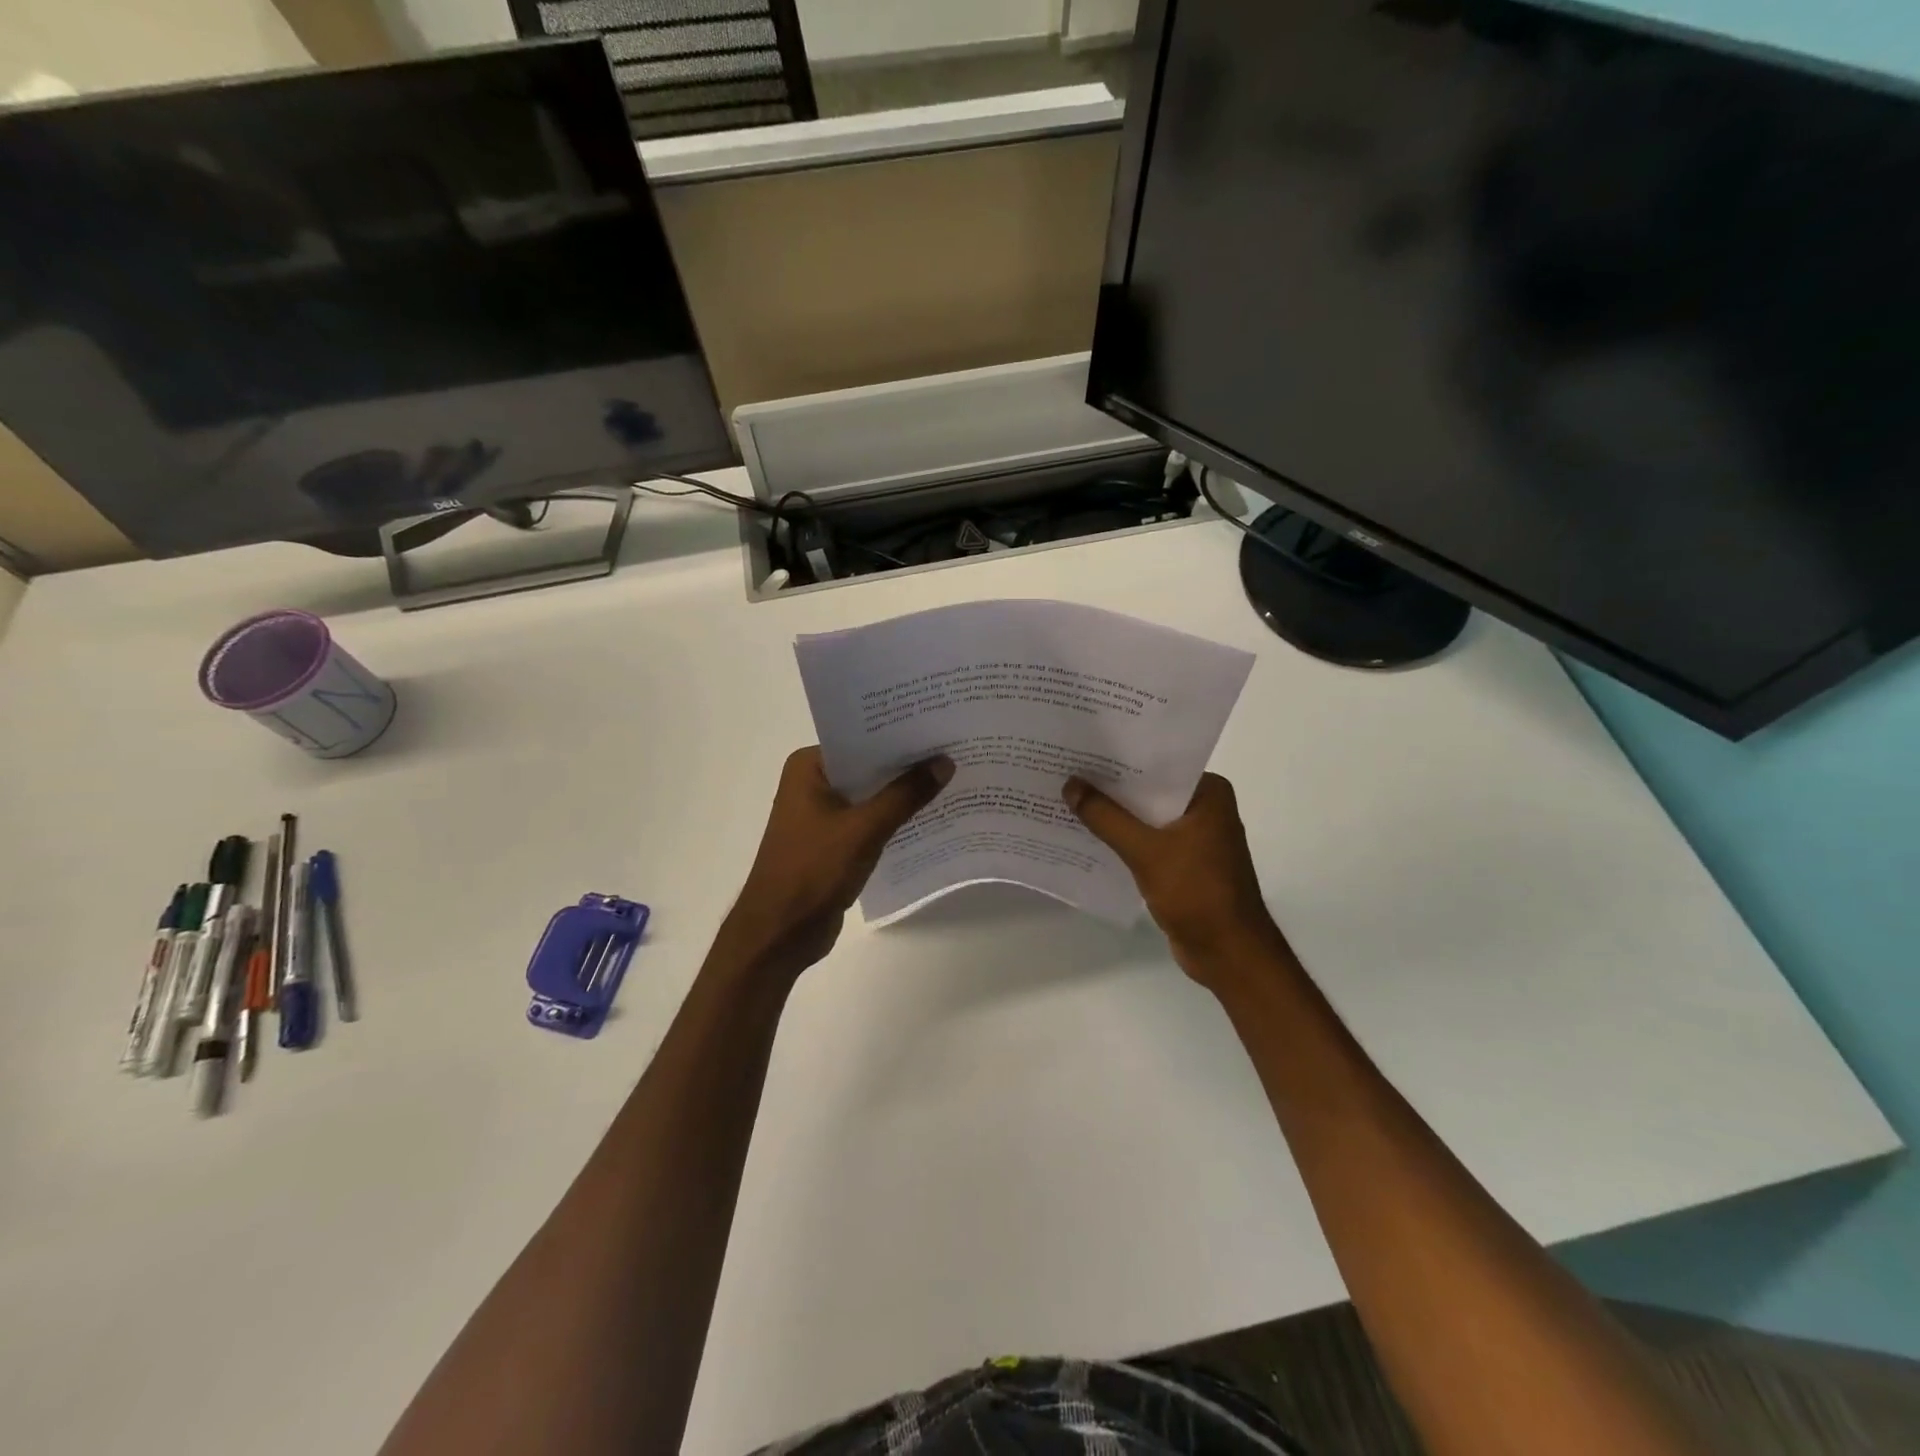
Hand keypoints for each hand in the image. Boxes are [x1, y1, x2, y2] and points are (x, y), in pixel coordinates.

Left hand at [717, 747, 953, 981]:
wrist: (780, 933)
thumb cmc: (813, 871)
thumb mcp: (865, 829)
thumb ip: (905, 795)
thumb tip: (945, 762)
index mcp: (808, 767)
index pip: (861, 739)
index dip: (900, 734)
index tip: (939, 726)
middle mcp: (812, 783)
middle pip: (868, 766)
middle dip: (907, 764)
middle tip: (954, 750)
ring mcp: (821, 814)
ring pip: (871, 795)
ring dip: (903, 794)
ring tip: (952, 779)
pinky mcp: (833, 842)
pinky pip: (870, 821)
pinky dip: (894, 819)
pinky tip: (931, 816)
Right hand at [1063, 772, 1291, 988]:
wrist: (1229, 954)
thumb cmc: (1197, 892)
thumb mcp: (1146, 850)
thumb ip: (1106, 817)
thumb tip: (1070, 784)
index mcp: (1209, 793)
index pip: (1158, 764)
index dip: (1120, 758)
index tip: (1083, 749)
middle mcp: (1205, 808)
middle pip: (1149, 790)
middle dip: (1111, 786)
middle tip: (1066, 771)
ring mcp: (1195, 838)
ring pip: (1146, 817)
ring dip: (1114, 814)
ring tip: (1068, 798)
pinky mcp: (1183, 864)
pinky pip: (1147, 841)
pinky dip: (1122, 839)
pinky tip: (1087, 835)